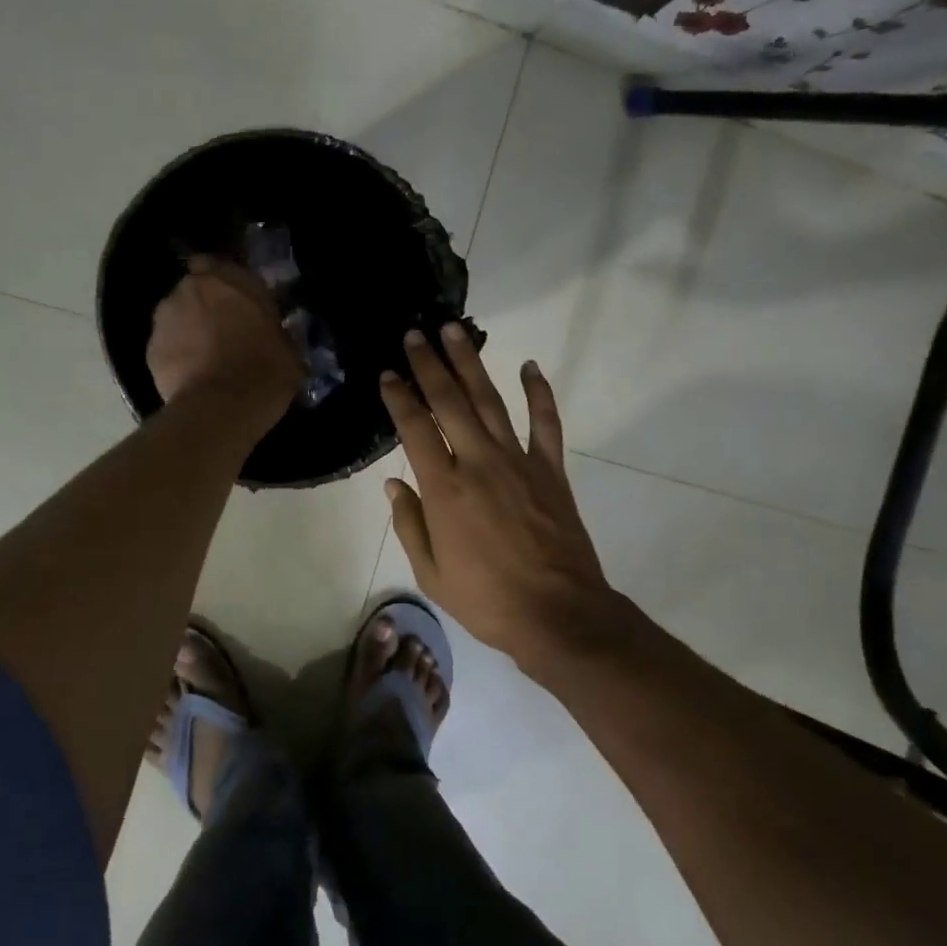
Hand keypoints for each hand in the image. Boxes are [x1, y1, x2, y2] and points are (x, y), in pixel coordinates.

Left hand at [147, 257, 303, 427]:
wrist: (222, 407)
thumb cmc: (265, 371)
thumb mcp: (288, 349)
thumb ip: (274, 332)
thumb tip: (273, 337)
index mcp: (231, 279)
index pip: (219, 264)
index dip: (225, 285)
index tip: (236, 303)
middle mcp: (193, 288)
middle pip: (195, 290)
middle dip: (204, 306)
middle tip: (222, 332)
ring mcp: (165, 317)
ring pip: (176, 316)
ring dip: (187, 329)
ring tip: (204, 358)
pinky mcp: (150, 348)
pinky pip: (166, 346)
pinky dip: (176, 356)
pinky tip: (191, 377)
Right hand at [379, 324, 615, 668]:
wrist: (558, 614)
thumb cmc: (487, 600)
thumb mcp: (431, 573)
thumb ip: (409, 523)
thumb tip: (393, 482)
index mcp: (444, 489)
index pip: (415, 428)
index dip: (399, 397)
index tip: (388, 373)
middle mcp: (478, 463)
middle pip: (450, 402)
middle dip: (429, 365)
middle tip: (415, 333)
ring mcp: (518, 462)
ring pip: (491, 401)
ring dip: (471, 364)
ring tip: (455, 332)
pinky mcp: (550, 470)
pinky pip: (545, 423)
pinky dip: (540, 393)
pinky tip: (531, 367)